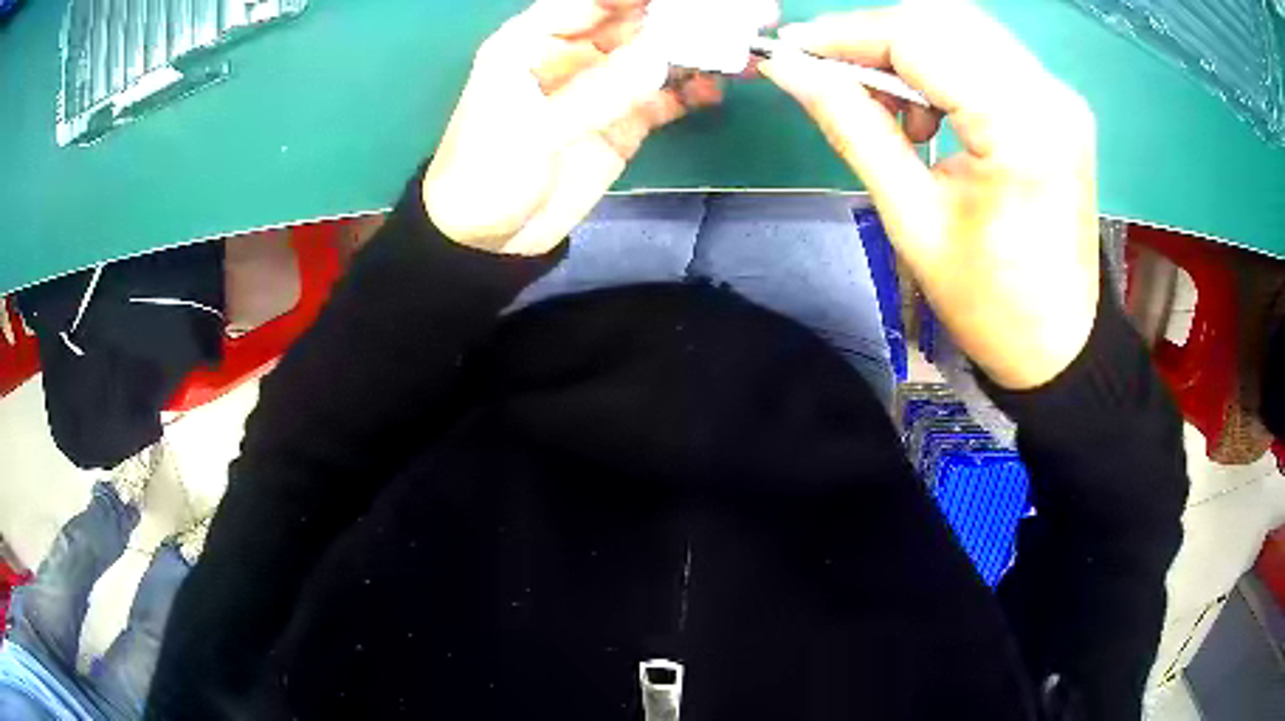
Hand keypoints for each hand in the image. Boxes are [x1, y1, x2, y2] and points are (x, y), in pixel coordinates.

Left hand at [424, 0, 722, 255]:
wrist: (490, 240)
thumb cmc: (487, 175)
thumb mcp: (533, 131)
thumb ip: (595, 93)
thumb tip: (662, 58)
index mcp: (530, 42)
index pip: (588, 2)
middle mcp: (570, 55)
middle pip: (629, 23)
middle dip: (676, 18)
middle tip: (727, 17)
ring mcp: (599, 89)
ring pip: (652, 56)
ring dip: (692, 51)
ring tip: (737, 47)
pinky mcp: (621, 122)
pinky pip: (662, 98)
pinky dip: (689, 92)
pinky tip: (715, 89)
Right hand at [760, 0, 1099, 389]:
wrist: (1058, 345)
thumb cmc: (989, 303)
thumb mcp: (912, 218)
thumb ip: (852, 126)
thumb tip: (789, 70)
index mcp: (1020, 128)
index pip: (919, 37)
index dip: (846, 33)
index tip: (792, 49)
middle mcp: (1048, 94)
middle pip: (943, 19)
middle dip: (874, 35)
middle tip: (829, 72)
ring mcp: (1059, 96)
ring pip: (963, 28)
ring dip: (907, 48)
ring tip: (882, 103)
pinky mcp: (1058, 105)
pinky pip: (986, 54)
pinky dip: (941, 64)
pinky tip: (926, 110)